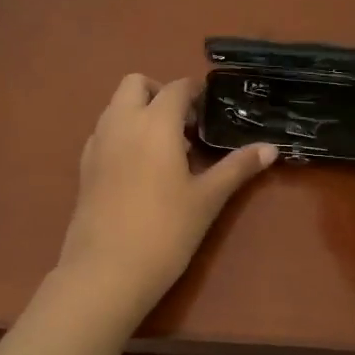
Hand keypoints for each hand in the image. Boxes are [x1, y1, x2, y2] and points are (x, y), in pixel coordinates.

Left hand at [57, 75, 277, 316]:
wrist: (107, 270)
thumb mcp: (207, 199)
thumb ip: (237, 167)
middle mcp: (121, 122)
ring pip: (116, 106)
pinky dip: (122, 135)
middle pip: (136, 84)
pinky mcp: (84, 166)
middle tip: (184, 126)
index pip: (177, 88)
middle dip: (160, 93)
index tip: (211, 112)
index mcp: (155, 123)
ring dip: (139, 112)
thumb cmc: (166, 231)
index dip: (196, 93)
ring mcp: (97, 143)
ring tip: (164, 151)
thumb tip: (271, 148)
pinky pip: (104, 133)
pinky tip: (139, 170)